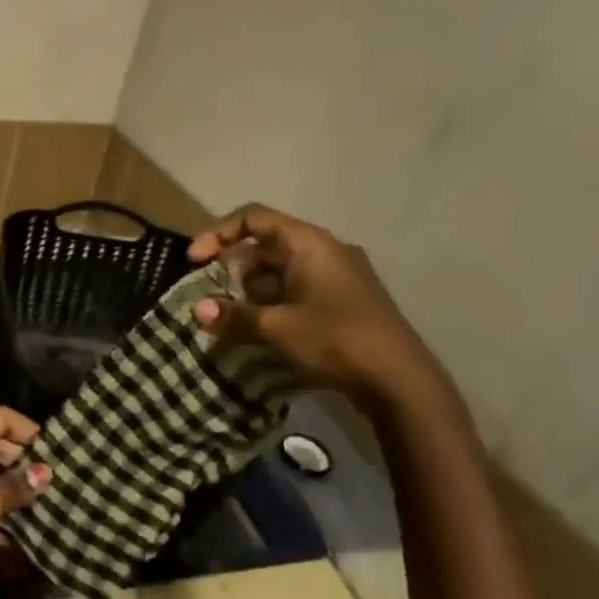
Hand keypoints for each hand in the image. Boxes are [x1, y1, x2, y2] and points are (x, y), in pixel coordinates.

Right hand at [189, 204, 447, 405]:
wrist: (402, 382)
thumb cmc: (335, 339)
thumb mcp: (276, 327)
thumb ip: (234, 315)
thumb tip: (198, 311)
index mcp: (308, 243)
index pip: (253, 217)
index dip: (218, 233)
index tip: (196, 261)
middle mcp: (325, 249)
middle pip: (265, 243)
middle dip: (232, 266)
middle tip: (214, 295)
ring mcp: (339, 274)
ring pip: (280, 267)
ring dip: (251, 287)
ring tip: (233, 314)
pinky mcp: (346, 298)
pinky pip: (298, 285)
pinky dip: (273, 298)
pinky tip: (262, 326)